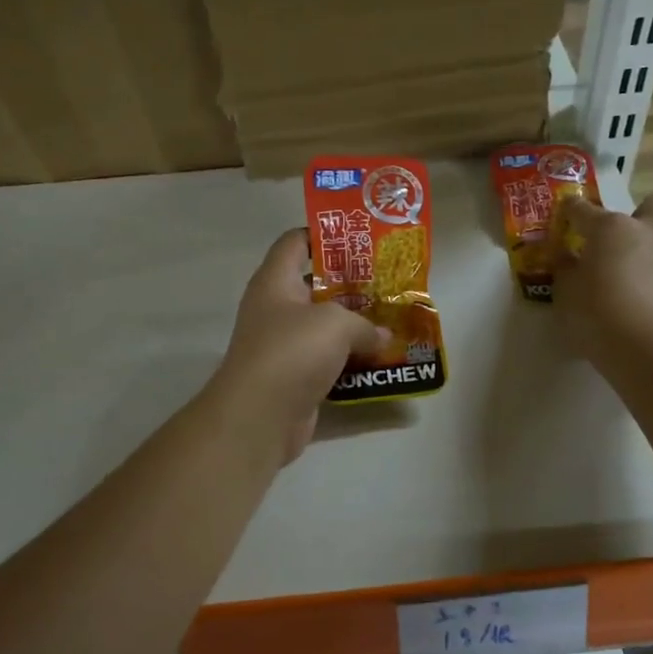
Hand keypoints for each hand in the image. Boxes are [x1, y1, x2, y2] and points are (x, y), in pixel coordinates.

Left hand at [209, 229, 384, 464]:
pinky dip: (352, 360)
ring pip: (325, 327)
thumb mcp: (336, 324)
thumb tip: (383, 336)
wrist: (259, 417)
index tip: (361, 240)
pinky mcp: (295, 377)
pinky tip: (381, 359)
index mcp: (276, 281)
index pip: (295, 241)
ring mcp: (284, 346)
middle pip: (316, 285)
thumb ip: (365, 323)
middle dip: (353, 285)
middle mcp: (276, 309)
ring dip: (356, 326)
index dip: (325, 235)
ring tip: (393, 320)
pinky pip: (328, 360)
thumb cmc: (292, 352)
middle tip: (390, 283)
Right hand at [552, 192, 652, 363]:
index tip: (565, 215)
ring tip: (652, 261)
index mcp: (610, 229)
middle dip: (640, 214)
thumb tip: (567, 257)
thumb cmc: (600, 318)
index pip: (583, 210)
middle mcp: (650, 230)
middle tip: (624, 240)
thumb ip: (566, 270)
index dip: (571, 210)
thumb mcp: (566, 296)